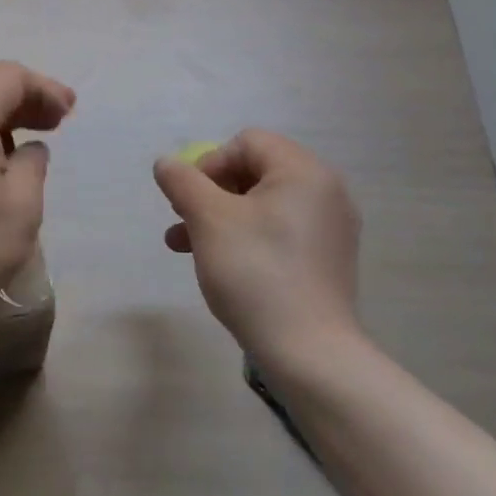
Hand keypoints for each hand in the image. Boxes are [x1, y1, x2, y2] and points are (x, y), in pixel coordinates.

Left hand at [0, 62, 76, 323]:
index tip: (69, 112)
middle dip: (28, 96)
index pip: (7, 77)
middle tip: (61, 119)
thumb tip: (30, 148)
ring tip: (41, 133)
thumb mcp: (22, 202)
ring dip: (9, 112)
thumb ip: (33, 161)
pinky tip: (8, 153)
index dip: (43, 87)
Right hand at [153, 130, 363, 369]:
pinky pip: (278, 231)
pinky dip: (245, 237)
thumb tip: (167, 163)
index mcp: (304, 172)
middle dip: (210, 192)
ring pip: (261, 205)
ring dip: (219, 217)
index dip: (210, 163)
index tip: (190, 198)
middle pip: (254, 171)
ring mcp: (329, 228)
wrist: (309, 353)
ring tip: (182, 245)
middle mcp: (325, 192)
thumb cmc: (255, 272)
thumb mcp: (208, 219)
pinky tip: (217, 264)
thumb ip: (182, 182)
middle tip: (182, 218)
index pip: (247, 142)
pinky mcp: (325, 260)